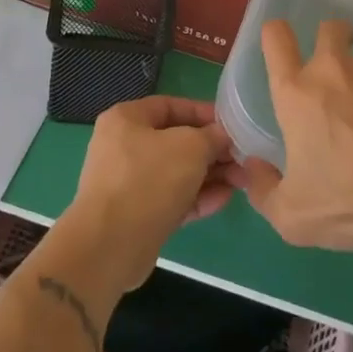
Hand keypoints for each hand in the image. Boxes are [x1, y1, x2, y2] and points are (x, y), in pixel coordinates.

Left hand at [60, 95, 237, 292]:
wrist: (110, 245)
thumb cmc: (149, 180)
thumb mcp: (190, 147)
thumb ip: (211, 136)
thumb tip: (222, 136)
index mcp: (126, 120)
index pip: (170, 106)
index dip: (203, 113)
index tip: (232, 124)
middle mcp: (123, 147)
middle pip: (175, 141)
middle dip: (211, 150)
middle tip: (242, 158)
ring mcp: (129, 183)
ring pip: (176, 173)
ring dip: (209, 175)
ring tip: (241, 181)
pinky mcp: (137, 215)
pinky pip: (171, 199)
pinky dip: (196, 198)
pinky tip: (224, 200)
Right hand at [238, 18, 352, 252]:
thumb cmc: (348, 202)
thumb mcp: (292, 216)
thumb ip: (264, 191)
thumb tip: (253, 168)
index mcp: (297, 92)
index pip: (276, 38)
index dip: (276, 35)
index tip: (283, 46)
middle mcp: (335, 69)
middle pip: (330, 27)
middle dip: (334, 37)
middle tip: (340, 66)